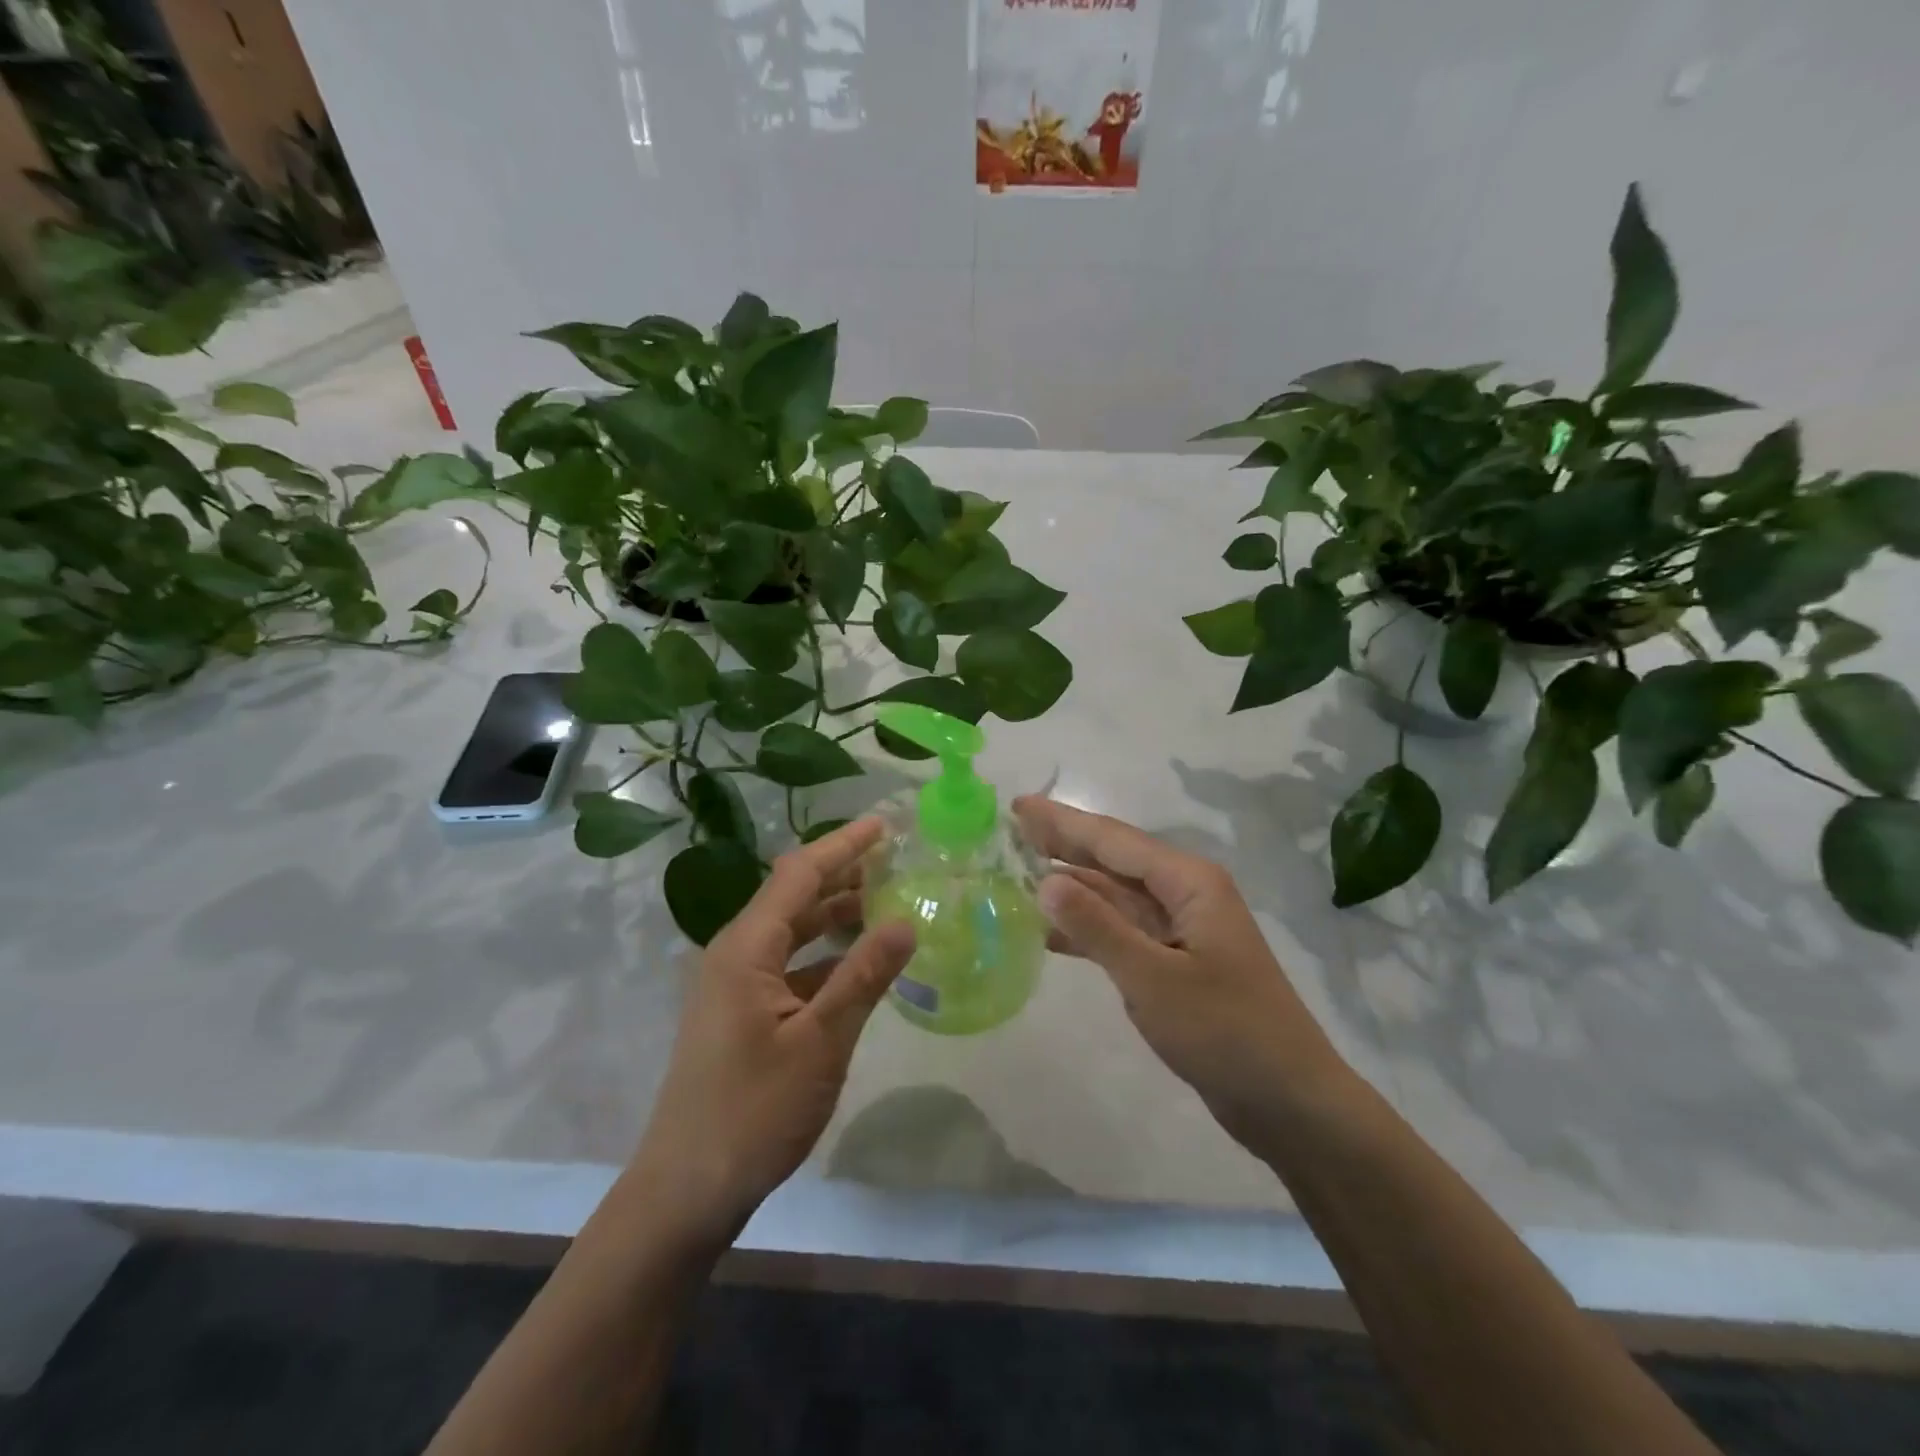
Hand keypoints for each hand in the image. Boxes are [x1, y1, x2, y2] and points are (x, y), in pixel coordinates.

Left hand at [626, 818, 914, 1247]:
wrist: (687, 1190)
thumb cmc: (754, 1111)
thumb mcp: (821, 1042)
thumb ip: (864, 976)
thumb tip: (905, 920)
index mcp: (746, 948)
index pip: (798, 875)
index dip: (843, 846)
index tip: (884, 824)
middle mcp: (736, 954)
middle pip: (794, 896)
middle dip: (843, 873)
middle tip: (896, 859)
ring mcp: (736, 985)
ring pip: (793, 931)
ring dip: (836, 914)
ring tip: (887, 900)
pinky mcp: (742, 1013)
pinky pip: (790, 965)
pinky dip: (826, 955)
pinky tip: (860, 962)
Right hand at [1012, 795, 1346, 1145]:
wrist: (1290, 1102)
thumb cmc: (1226, 1032)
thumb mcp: (1153, 978)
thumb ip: (1097, 927)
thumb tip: (1045, 881)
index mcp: (1189, 882)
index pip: (1113, 840)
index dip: (1062, 821)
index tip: (1018, 804)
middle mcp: (1185, 894)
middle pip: (1113, 860)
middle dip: (1064, 843)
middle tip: (1012, 827)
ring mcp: (1181, 930)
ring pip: (1115, 896)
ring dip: (1071, 886)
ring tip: (1019, 874)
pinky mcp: (1176, 963)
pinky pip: (1122, 931)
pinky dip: (1087, 928)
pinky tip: (1048, 933)